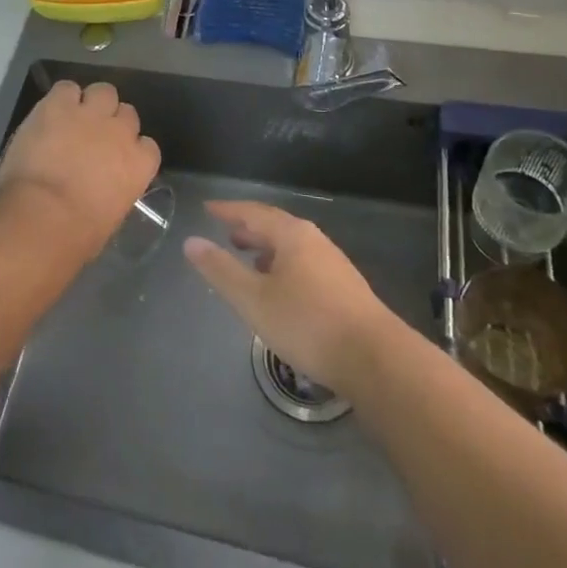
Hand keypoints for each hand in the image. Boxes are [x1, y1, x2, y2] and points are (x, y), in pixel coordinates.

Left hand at [0, 80, 160, 258]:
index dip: (131, 149)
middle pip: (127, 113)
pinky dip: (60, 98)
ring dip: (91, 103)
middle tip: (92, 137)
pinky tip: (51, 113)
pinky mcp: (59, 104)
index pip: (148, 146)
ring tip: (73, 118)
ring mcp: (90, 114)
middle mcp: (121, 132)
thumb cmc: (78, 234)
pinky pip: (66, 88)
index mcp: (139, 164)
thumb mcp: (110, 217)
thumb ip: (115, 192)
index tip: (116, 159)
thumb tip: (104, 189)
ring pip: (103, 91)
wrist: (43, 216)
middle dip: (112, 122)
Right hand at [185, 201, 397, 391]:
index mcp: (292, 234)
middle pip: (276, 226)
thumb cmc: (307, 323)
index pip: (253, 212)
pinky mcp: (345, 288)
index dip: (228, 210)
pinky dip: (284, 267)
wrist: (375, 359)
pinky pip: (305, 264)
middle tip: (227, 234)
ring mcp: (334, 264)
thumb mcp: (254, 300)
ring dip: (267, 250)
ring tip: (249, 262)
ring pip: (292, 247)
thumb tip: (191, 242)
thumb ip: (221, 270)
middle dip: (250, 229)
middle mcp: (314, 240)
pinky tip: (280, 291)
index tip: (208, 208)